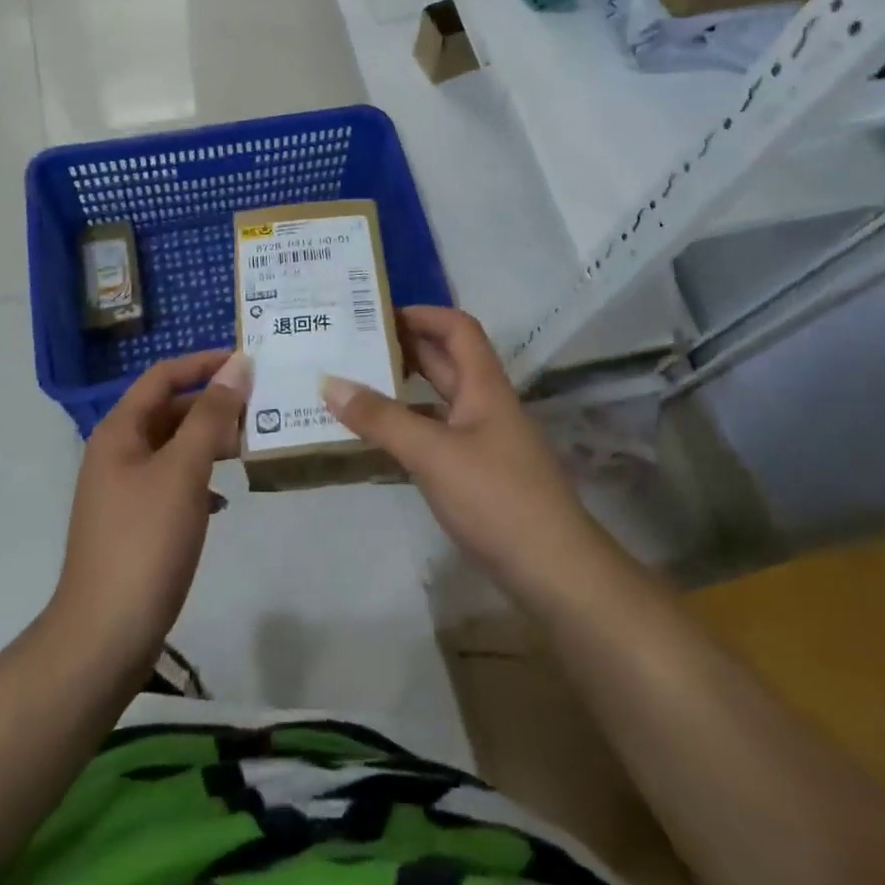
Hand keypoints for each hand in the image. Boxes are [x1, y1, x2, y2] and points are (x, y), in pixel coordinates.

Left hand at [50, 350, 249, 681]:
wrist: (105, 635)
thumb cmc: (145, 540)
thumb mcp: (183, 470)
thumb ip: (211, 415)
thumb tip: (237, 364)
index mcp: (120, 431)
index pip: (163, 375)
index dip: (203, 362)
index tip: (247, 361)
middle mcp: (118, 452)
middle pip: (169, 409)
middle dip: (213, 404)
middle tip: (261, 406)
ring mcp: (124, 489)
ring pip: (174, 447)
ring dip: (210, 441)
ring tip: (251, 446)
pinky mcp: (136, 523)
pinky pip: (174, 483)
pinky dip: (200, 480)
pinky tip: (224, 499)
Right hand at [321, 307, 600, 603]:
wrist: (554, 570)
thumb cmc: (496, 497)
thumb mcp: (433, 454)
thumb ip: (381, 419)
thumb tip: (329, 382)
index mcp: (484, 385)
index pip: (457, 328)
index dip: (422, 313)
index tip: (377, 314)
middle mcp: (485, 404)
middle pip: (446, 360)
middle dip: (404, 348)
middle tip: (353, 345)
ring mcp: (484, 440)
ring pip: (440, 400)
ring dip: (404, 389)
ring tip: (355, 385)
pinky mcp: (479, 473)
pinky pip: (439, 434)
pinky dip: (410, 428)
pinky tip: (380, 439)